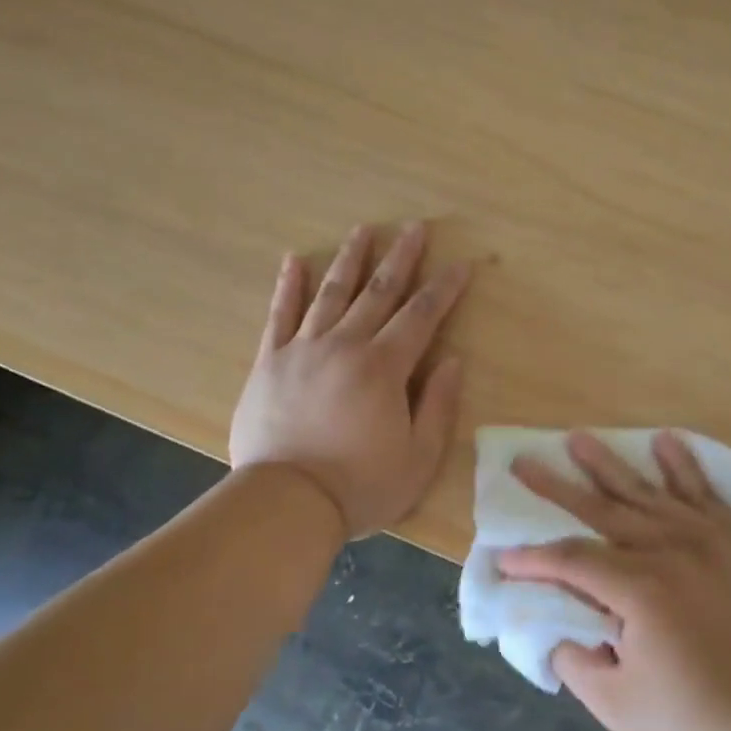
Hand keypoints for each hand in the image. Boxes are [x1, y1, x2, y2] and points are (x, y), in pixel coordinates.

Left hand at [230, 223, 471, 539]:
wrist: (286, 503)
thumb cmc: (361, 485)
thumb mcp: (419, 458)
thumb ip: (438, 405)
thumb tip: (452, 360)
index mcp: (384, 367)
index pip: (421, 316)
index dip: (444, 288)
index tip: (460, 264)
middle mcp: (345, 345)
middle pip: (378, 292)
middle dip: (400, 258)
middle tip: (414, 227)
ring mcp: (303, 349)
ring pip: (331, 293)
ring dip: (349, 259)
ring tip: (362, 230)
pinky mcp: (269, 362)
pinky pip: (279, 315)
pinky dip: (288, 286)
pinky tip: (294, 260)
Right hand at [499, 431, 730, 730]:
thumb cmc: (691, 719)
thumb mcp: (615, 705)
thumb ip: (574, 660)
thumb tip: (558, 627)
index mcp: (639, 591)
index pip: (571, 561)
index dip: (533, 559)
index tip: (504, 559)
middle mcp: (668, 551)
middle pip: (601, 510)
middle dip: (556, 488)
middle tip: (524, 463)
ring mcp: (704, 540)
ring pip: (645, 492)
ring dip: (608, 464)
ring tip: (578, 438)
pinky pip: (703, 493)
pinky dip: (683, 466)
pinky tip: (664, 441)